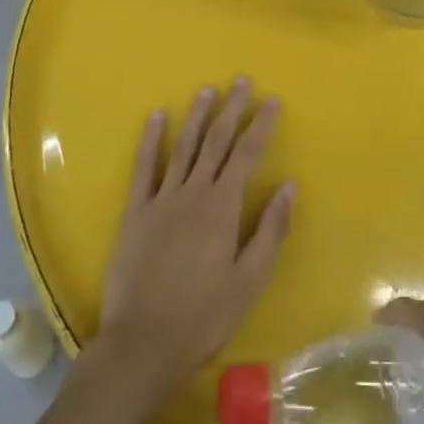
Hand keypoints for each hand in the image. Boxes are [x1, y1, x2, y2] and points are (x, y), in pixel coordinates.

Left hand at [91, 78, 294, 411]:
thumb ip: (270, 230)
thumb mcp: (249, 280)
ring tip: (208, 90)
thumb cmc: (204, 316)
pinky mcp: (135, 211)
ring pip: (184, 147)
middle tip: (242, 80)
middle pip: (217, 141)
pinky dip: (152, 140)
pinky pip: (144, 167)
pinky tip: (158, 117)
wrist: (143, 343)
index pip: (247, 154)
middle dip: (232, 109)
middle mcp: (193, 193)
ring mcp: (161, 199)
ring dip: (198, 116)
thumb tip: (289, 184)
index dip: (261, 125)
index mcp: (223, 208)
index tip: (272, 100)